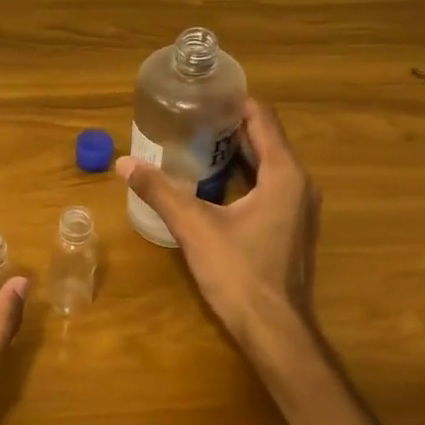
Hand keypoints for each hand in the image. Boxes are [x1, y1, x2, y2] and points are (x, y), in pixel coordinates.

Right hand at [115, 97, 320, 344]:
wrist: (275, 330)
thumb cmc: (240, 273)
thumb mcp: (195, 228)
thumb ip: (160, 192)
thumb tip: (124, 163)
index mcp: (284, 175)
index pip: (263, 119)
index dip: (234, 102)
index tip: (202, 94)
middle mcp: (300, 185)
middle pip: (265, 141)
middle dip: (229, 127)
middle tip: (189, 118)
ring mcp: (299, 210)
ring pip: (267, 166)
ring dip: (235, 153)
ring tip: (195, 145)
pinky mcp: (291, 229)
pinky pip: (268, 189)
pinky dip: (243, 178)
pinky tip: (211, 186)